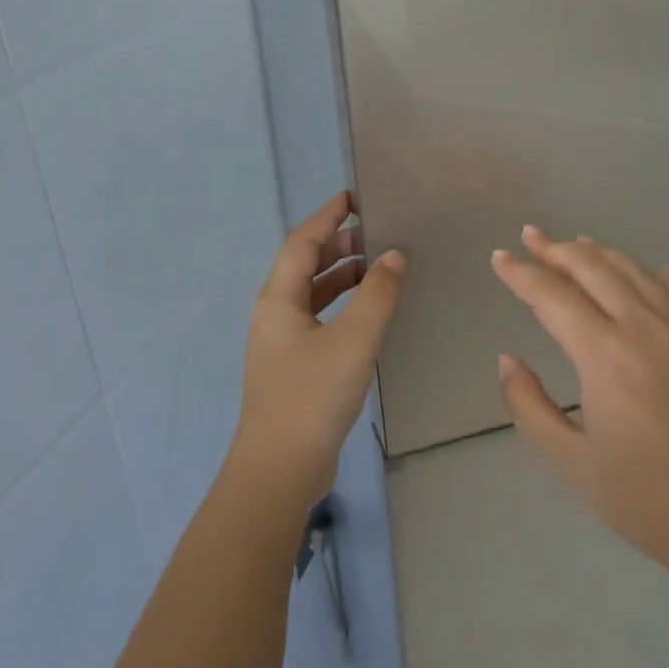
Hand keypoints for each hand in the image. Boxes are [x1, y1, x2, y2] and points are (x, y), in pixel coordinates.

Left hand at [232, 192, 406, 505]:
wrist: (280, 469)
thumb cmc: (313, 395)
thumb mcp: (353, 340)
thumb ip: (377, 295)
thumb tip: (394, 256)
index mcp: (278, 298)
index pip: (303, 242)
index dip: (328, 217)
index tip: (354, 198)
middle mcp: (275, 313)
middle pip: (305, 265)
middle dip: (338, 246)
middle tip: (377, 234)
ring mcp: (282, 342)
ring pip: (313, 294)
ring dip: (342, 276)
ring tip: (379, 267)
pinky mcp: (294, 367)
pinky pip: (319, 319)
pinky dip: (343, 306)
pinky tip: (369, 315)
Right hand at [492, 226, 668, 581]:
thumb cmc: (645, 499)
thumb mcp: (570, 461)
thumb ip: (530, 405)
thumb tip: (508, 361)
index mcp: (604, 354)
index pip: (552, 297)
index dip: (521, 274)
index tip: (500, 257)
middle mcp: (643, 329)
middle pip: (594, 269)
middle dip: (557, 249)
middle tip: (531, 236)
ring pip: (636, 273)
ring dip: (601, 254)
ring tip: (578, 244)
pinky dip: (655, 275)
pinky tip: (652, 272)